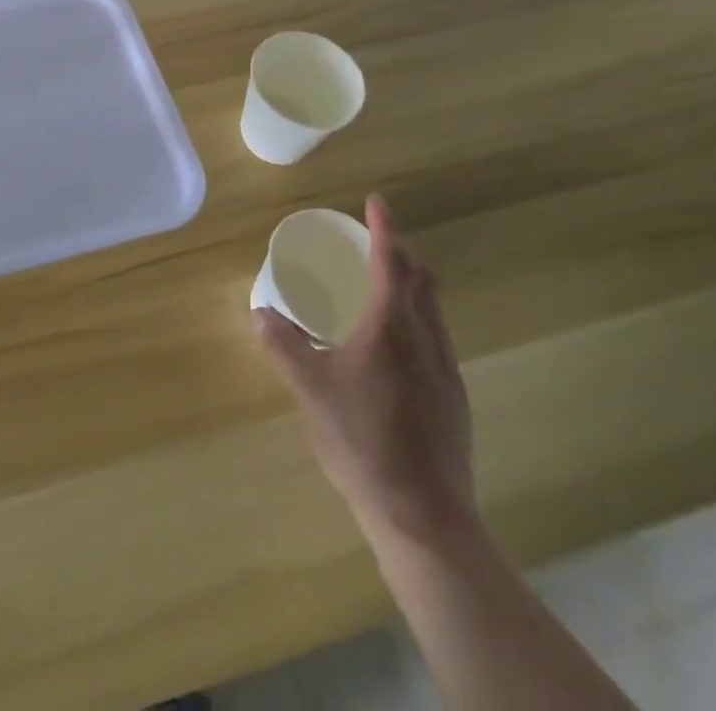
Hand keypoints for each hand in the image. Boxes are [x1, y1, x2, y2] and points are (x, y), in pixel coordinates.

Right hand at [256, 194, 474, 552]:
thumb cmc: (362, 440)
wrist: (423, 514)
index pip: (391, 261)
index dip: (384, 227)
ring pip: (434, 309)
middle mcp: (425, 337)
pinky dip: (418, 318)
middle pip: (421, 279)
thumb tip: (260, 312)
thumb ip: (284, 345)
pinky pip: (437, 337)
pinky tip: (397, 345)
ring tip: (385, 284)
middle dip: (401, 251)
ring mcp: (446, 369)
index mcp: (390, 325)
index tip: (376, 201)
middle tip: (375, 240)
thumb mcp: (310, 389)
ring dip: (413, 284)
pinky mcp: (454, 398)